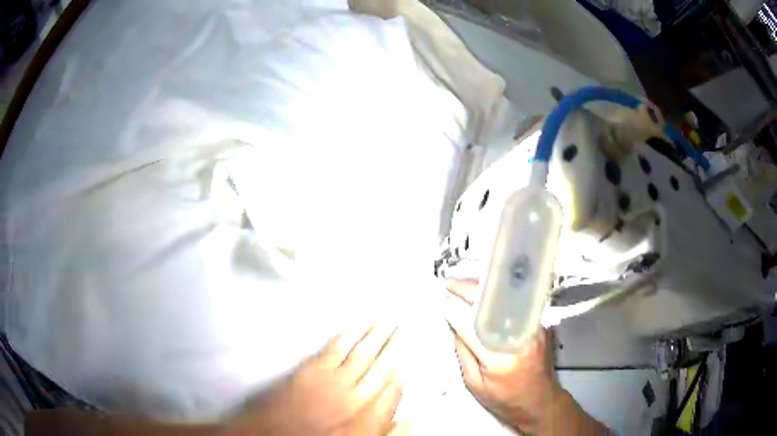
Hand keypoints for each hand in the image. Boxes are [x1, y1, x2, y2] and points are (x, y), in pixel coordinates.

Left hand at [226, 324, 405, 435]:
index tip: (412, 356)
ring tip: (388, 321)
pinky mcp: (312, 369)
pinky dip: (350, 335)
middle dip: (396, 346)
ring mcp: (333, 380)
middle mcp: (355, 397)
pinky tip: (359, 325)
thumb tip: (406, 414)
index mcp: (365, 417)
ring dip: (377, 335)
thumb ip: (380, 427)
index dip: (405, 371)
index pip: (394, 390)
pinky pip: (337, 348)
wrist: (271, 432)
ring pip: (362, 353)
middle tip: (406, 327)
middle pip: (382, 367)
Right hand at [444, 280, 606, 434]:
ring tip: (463, 288)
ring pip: (505, 298)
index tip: (440, 298)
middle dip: (468, 290)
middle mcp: (519, 337)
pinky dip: (497, 297)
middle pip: (490, 303)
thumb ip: (463, 353)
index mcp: (498, 357)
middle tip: (450, 285)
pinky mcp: (540, 325)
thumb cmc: (505, 399)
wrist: (540, 401)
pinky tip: (484, 298)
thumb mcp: (474, 384)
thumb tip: (454, 325)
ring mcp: (533, 328)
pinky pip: (514, 304)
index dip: (453, 308)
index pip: (471, 324)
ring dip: (482, 290)